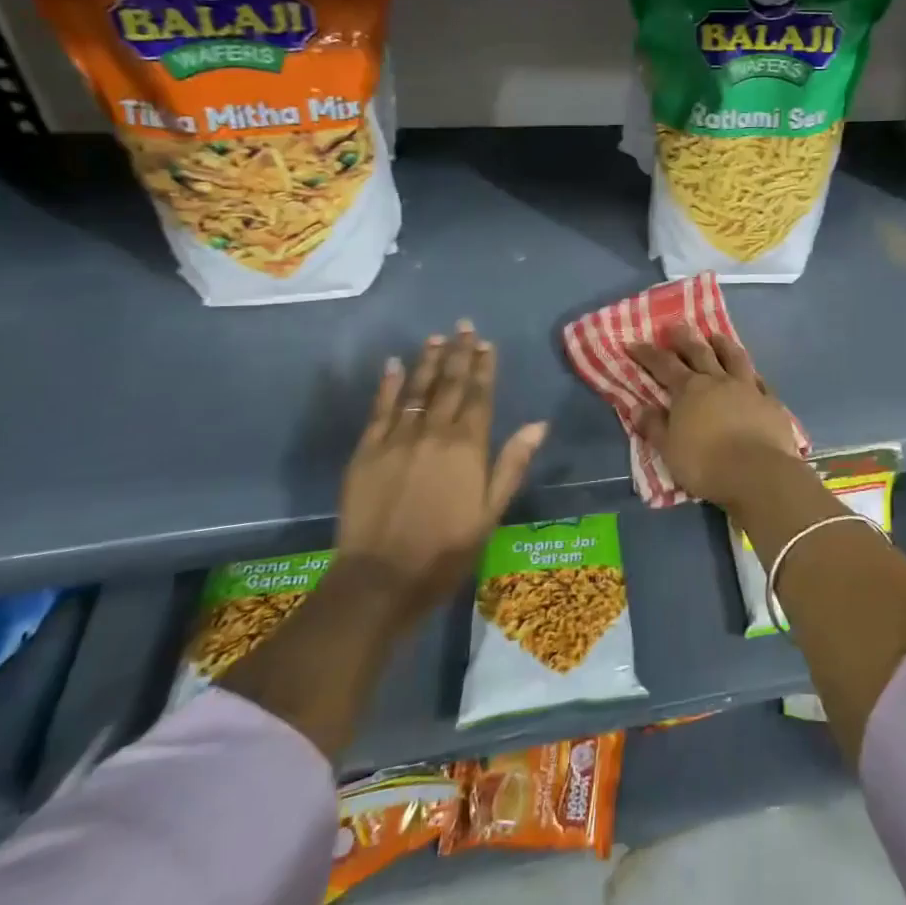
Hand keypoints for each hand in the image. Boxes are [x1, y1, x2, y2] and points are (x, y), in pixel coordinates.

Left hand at [338, 321, 545, 611]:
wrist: (381, 578)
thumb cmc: (446, 550)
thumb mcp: (490, 512)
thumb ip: (512, 464)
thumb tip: (538, 424)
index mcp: (468, 447)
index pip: (479, 396)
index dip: (484, 368)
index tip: (487, 343)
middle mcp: (434, 433)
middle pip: (449, 385)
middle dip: (458, 354)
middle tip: (464, 326)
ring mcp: (397, 439)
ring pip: (416, 390)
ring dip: (427, 362)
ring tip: (436, 338)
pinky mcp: (366, 450)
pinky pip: (380, 409)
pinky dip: (388, 385)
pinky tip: (393, 365)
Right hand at [629, 323, 801, 510]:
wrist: (757, 473)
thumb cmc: (705, 464)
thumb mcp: (669, 449)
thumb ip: (654, 426)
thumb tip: (637, 408)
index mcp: (689, 390)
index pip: (664, 365)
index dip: (648, 353)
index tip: (634, 343)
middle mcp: (718, 381)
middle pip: (699, 352)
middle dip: (684, 338)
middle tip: (675, 325)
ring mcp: (747, 388)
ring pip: (734, 358)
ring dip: (723, 344)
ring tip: (716, 335)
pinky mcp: (771, 402)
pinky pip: (761, 381)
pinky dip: (753, 375)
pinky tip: (753, 374)